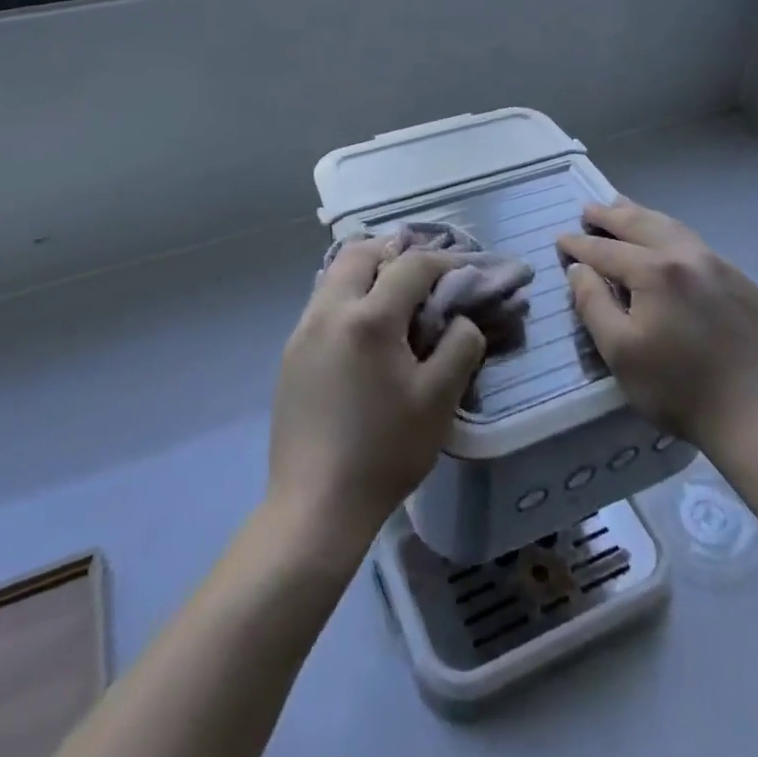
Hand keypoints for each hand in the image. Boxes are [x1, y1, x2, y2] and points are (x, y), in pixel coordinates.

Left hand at [268, 238, 486, 546]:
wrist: (316, 504)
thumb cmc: (385, 451)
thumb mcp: (439, 400)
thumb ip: (460, 346)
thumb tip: (461, 319)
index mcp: (369, 318)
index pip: (412, 265)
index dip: (445, 261)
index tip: (466, 271)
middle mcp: (330, 310)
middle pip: (361, 252)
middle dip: (396, 252)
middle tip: (425, 273)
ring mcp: (303, 330)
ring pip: (336, 274)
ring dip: (369, 270)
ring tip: (396, 296)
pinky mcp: (291, 352)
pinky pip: (323, 301)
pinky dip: (349, 295)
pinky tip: (366, 329)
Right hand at [557, 200, 757, 451]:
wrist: (755, 415)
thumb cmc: (677, 388)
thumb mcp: (619, 351)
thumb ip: (592, 303)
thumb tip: (578, 269)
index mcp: (655, 271)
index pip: (606, 250)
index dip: (579, 244)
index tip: (560, 238)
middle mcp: (688, 255)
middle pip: (641, 225)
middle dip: (610, 216)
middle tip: (588, 209)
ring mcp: (720, 265)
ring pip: (673, 227)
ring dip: (642, 216)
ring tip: (622, 207)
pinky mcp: (741, 282)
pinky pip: (697, 245)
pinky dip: (672, 234)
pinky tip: (667, 241)